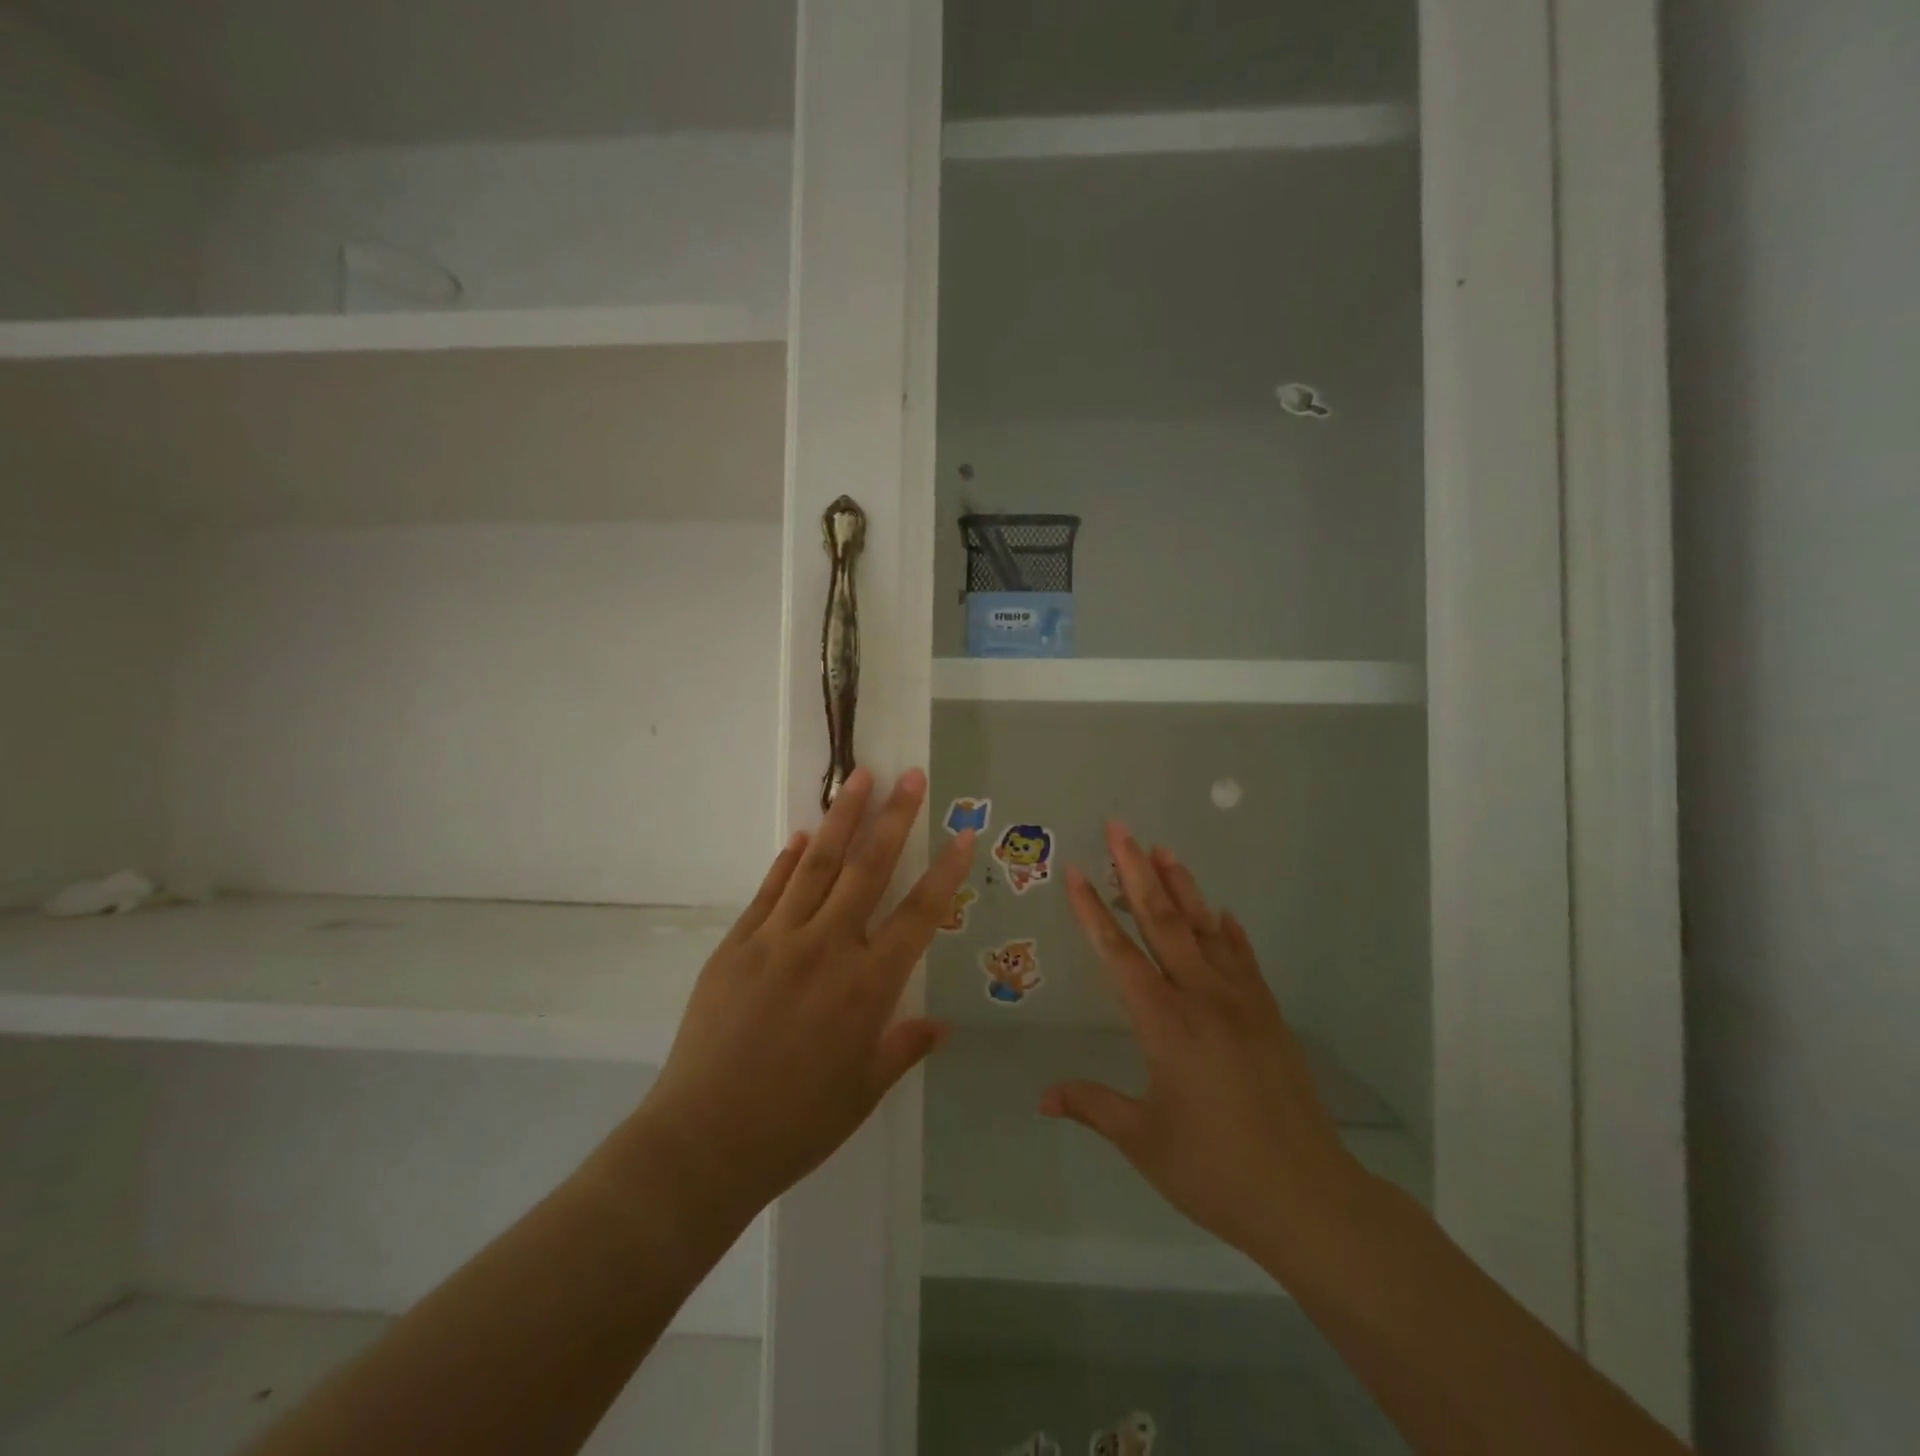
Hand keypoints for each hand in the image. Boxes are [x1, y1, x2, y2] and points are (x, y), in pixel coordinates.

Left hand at [628, 767, 973, 1230]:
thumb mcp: (863, 1092)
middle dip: (895, 818)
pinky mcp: (737, 944)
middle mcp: (827, 948)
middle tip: (910, 776)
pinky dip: (787, 859)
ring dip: (841, 818)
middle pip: (868, 869)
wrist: (703, 1140)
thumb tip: (941, 1024)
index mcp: (867, 986)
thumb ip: (904, 1047)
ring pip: (817, 865)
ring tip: (860, 778)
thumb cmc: (796, 1124)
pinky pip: (769, 890)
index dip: (945, 871)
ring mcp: (777, 940)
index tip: (963, 833)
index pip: (919, 914)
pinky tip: (801, 835)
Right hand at [1043, 823, 1367, 1268]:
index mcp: (1164, 1024)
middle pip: (1163, 921)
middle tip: (1120, 829)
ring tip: (1164, 849)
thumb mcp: (1144, 1142)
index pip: (1119, 953)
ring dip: (1182, 886)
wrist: (1309, 1199)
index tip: (1077, 871)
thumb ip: (1092, 1106)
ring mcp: (1241, 1002)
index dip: (1093, 910)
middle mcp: (1201, 998)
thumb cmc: (1216, 1172)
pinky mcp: (1269, 1015)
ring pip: (1204, 929)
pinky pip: (1244, 958)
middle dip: (1136, 871)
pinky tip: (1221, 911)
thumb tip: (1041, 1096)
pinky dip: (1229, 931)